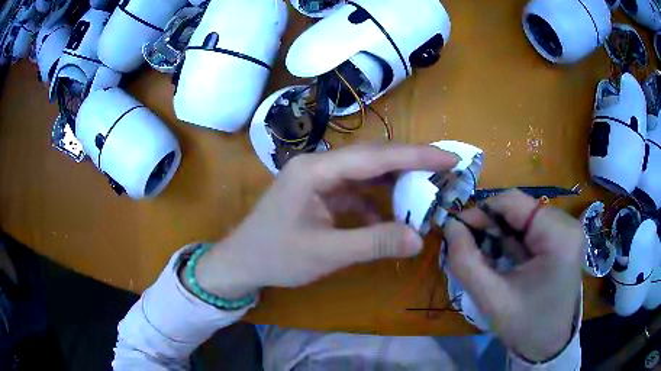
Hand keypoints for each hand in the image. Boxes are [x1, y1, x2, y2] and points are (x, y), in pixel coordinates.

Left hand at [192, 143, 457, 298]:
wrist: (242, 262)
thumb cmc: (276, 256)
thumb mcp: (326, 253)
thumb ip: (373, 242)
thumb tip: (419, 238)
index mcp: (316, 170)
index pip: (375, 157)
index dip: (416, 156)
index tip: (449, 158)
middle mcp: (319, 165)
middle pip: (373, 158)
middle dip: (410, 165)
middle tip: (445, 171)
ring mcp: (319, 179)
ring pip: (367, 174)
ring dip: (395, 184)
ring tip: (426, 192)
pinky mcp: (320, 194)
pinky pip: (356, 191)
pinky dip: (376, 203)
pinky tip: (391, 219)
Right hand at [443, 190, 581, 361]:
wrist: (549, 344)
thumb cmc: (525, 326)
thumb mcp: (491, 298)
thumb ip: (466, 262)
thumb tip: (450, 226)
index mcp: (557, 235)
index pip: (513, 202)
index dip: (481, 211)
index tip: (457, 230)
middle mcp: (566, 224)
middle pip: (519, 209)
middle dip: (491, 226)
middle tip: (468, 247)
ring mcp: (566, 231)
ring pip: (523, 217)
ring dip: (500, 234)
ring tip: (485, 257)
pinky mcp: (562, 239)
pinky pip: (531, 228)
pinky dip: (512, 240)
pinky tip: (502, 259)